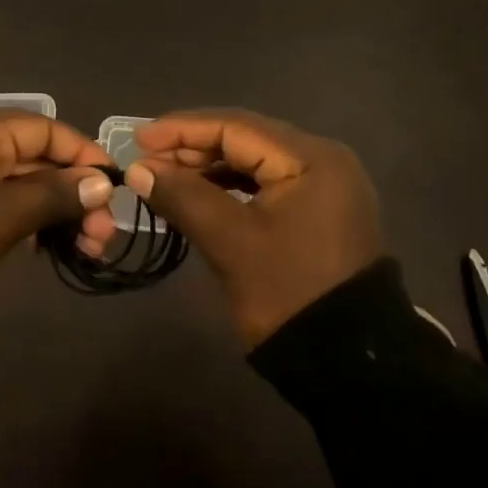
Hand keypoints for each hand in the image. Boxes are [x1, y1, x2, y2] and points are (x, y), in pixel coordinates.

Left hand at [0, 108, 118, 294]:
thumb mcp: (3, 214)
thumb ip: (57, 194)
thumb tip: (103, 184)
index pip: (43, 129)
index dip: (83, 154)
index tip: (114, 186)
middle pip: (36, 159)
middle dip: (75, 193)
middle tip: (104, 234)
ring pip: (25, 187)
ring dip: (60, 212)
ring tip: (90, 248)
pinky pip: (7, 207)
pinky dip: (35, 223)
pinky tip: (60, 247)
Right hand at [125, 109, 382, 347]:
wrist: (349, 361)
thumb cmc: (289, 294)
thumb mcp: (230, 242)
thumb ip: (183, 196)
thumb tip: (138, 169)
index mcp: (310, 158)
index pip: (236, 126)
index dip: (182, 129)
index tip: (139, 139)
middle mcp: (322, 159)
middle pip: (246, 139)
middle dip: (193, 147)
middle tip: (147, 160)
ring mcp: (324, 185)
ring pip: (254, 161)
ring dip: (208, 167)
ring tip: (165, 176)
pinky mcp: (319, 209)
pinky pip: (266, 183)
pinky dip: (229, 186)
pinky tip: (198, 194)